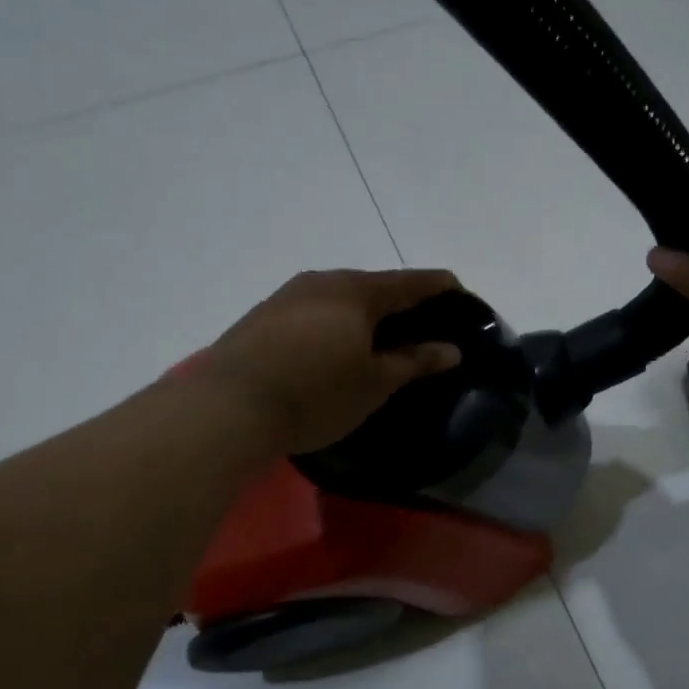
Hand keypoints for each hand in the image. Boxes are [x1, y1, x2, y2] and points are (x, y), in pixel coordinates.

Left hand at [199, 268, 462, 455]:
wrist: (229, 406)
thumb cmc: (317, 394)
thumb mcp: (375, 383)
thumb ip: (415, 361)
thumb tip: (451, 349)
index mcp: (357, 292)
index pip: (410, 282)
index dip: (438, 286)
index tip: (459, 291)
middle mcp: (322, 282)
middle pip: (372, 285)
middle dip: (399, 300)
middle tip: (420, 321)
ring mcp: (287, 296)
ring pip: (338, 296)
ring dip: (363, 311)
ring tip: (378, 335)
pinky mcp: (261, 316)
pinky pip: (312, 311)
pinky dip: (333, 322)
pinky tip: (332, 345)